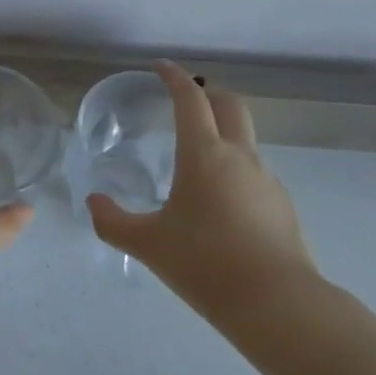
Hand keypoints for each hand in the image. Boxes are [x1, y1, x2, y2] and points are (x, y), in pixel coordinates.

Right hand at [87, 62, 318, 332]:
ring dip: (223, 133)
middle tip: (186, 98)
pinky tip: (221, 203)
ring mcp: (266, 180)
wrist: (280, 307)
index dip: (175, 77)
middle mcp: (239, 156)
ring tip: (198, 159)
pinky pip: (255, 173)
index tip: (161, 67)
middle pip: (230, 104)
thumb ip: (113, 221)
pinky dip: (235, 170)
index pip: (190, 98)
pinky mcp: (282, 207)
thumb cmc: (206, 264)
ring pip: (245, 139)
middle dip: (208, 92)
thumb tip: (93, 202)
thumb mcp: (149, 244)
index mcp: (204, 153)